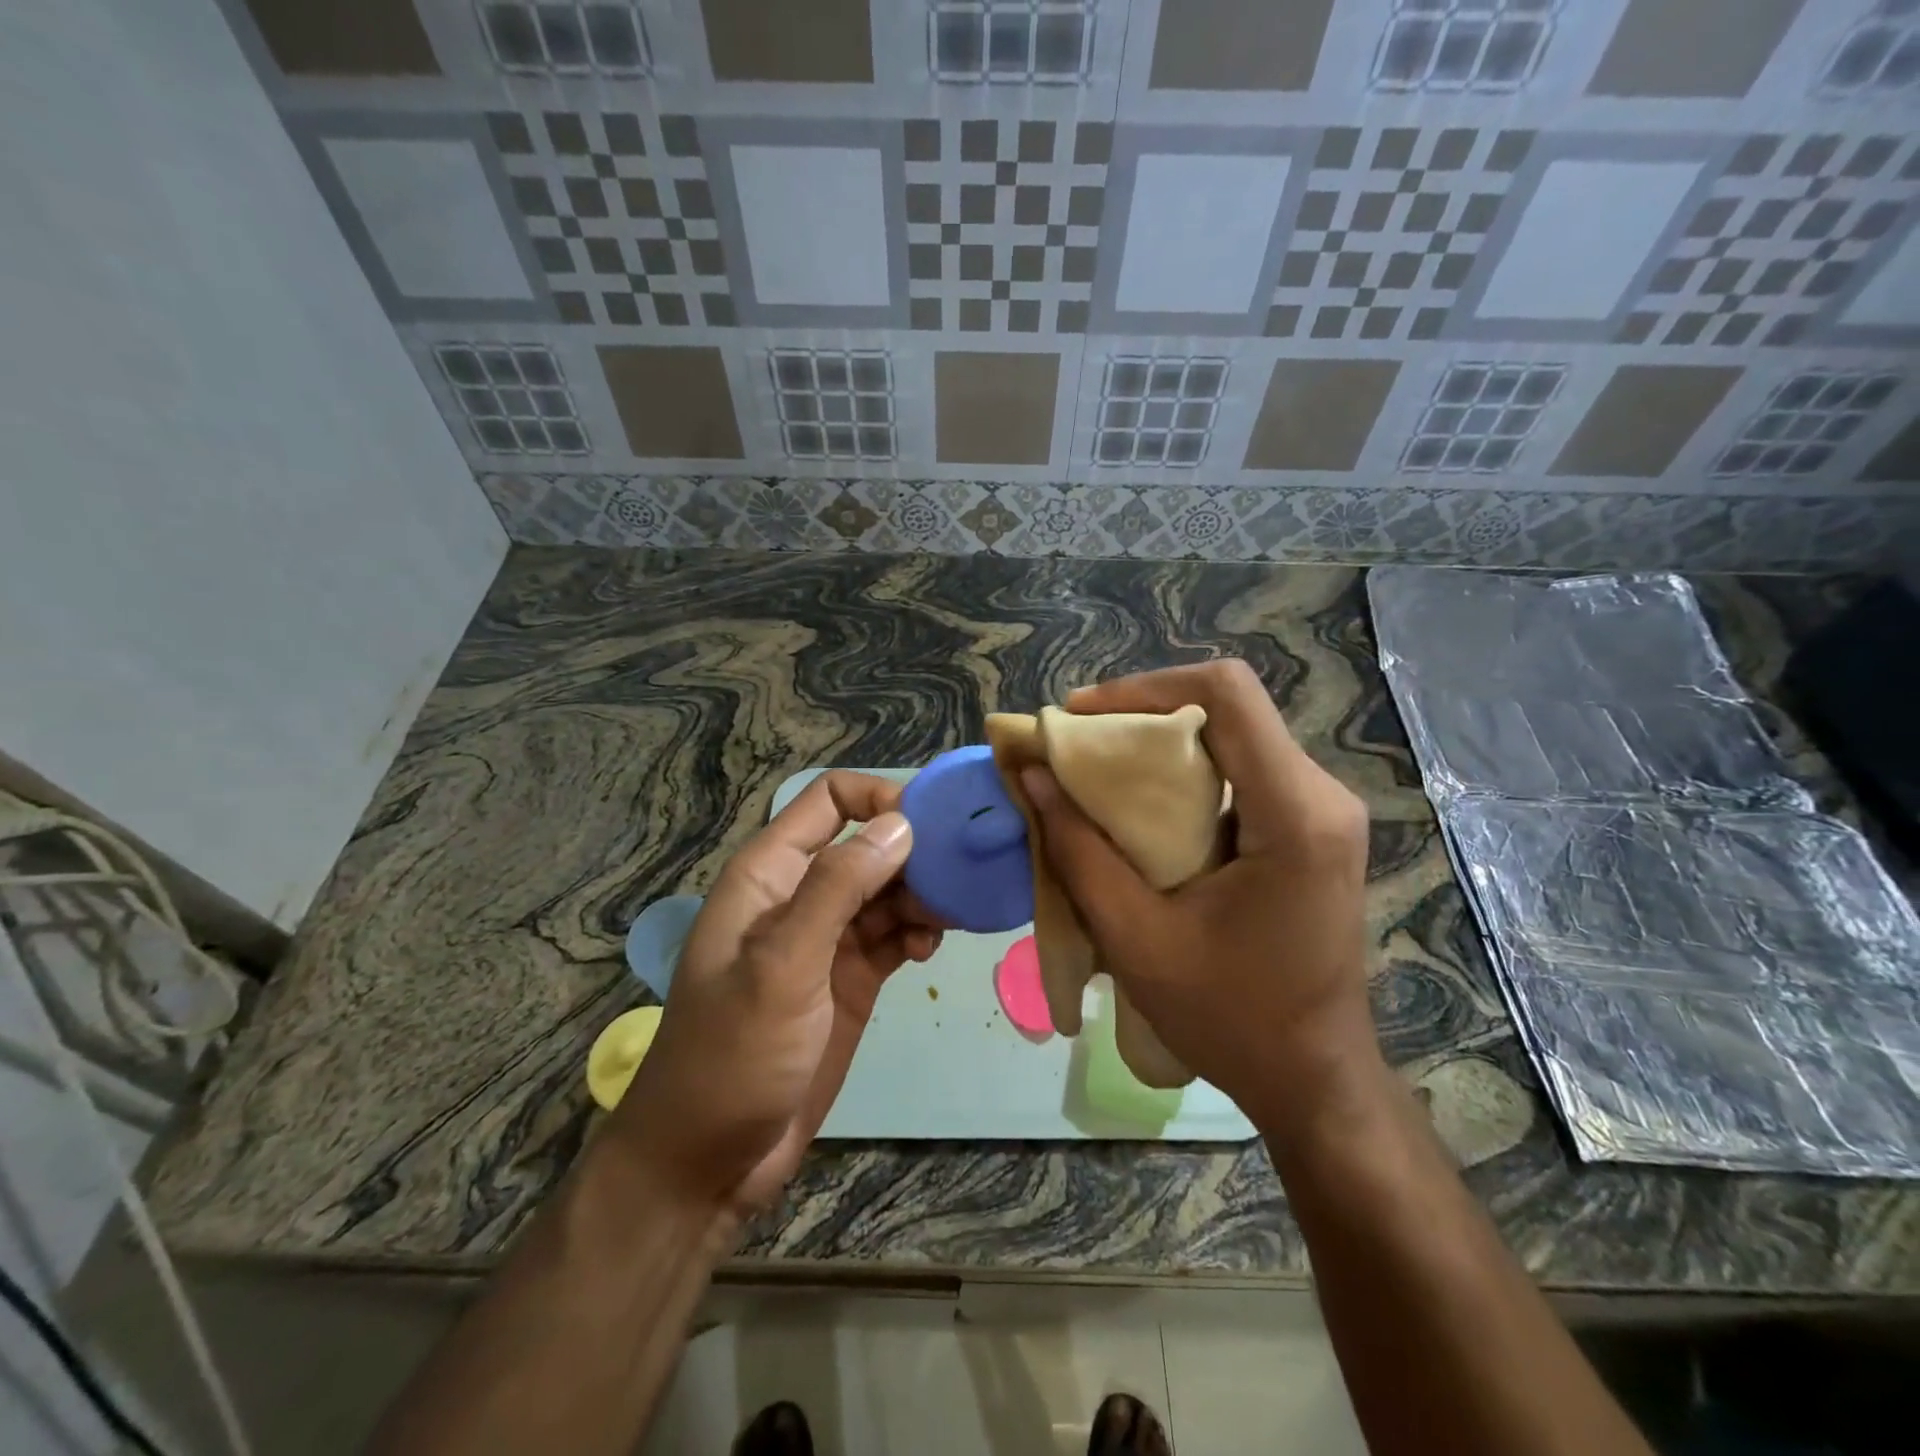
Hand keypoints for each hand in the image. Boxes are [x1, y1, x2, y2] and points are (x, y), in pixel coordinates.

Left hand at [609, 772, 941, 1220]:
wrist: (708, 1161)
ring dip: (922, 895)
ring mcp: (828, 938)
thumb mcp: (782, 965)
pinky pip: (894, 933)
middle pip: (868, 843)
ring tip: (951, 918)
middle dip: (915, 852)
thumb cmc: (732, 1054)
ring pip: (888, 889)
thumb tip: (901, 825)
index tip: (930, 827)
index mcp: (770, 873)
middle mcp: (801, 894)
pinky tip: (929, 950)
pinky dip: (917, 931)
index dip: (879, 798)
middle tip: (959, 878)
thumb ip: (837, 889)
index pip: (829, 800)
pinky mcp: (851, 978)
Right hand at [1018, 660, 1376, 1137]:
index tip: (1082, 718)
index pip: (1227, 695)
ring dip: (1162, 744)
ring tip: (1100, 772)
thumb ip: (1078, 850)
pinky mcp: (1314, 828)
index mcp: (1293, 814)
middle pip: (1228, 710)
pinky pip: (1244, 769)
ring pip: (1235, 736)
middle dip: (1143, 714)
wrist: (1314, 1078)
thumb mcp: (1135, 937)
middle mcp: (1321, 795)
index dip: (1145, 687)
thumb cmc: (1229, 1017)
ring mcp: (1325, 811)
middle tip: (1078, 746)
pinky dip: (1187, 773)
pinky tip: (1145, 806)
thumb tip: (1032, 774)